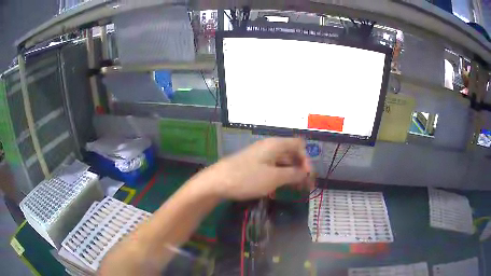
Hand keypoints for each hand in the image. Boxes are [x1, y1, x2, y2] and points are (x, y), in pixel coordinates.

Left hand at [197, 138, 313, 199]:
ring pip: (282, 162)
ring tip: (296, 190)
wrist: (217, 182)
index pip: (299, 145)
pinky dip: (280, 177)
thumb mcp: (274, 178)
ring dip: (291, 174)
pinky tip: (281, 188)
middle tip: (306, 187)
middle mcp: (269, 147)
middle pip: (292, 154)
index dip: (307, 159)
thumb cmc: (247, 178)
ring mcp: (261, 156)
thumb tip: (306, 172)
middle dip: (301, 169)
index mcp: (276, 144)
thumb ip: (293, 174)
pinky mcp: (254, 165)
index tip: (307, 176)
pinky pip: (272, 168)